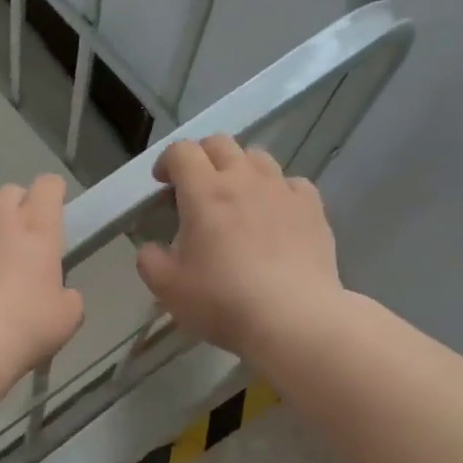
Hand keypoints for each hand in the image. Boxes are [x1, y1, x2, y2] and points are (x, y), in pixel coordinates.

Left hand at [0, 175, 84, 383]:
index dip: (51, 191)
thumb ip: (67, 297)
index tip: (53, 205)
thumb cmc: (24, 329)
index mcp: (37, 233)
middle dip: (15, 206)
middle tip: (17, 236)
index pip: (47, 188)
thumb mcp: (65, 319)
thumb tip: (61, 294)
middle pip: (7, 193)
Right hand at [135, 136, 344, 360]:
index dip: (167, 161)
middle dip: (202, 157)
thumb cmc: (222, 301)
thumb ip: (149, 260)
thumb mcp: (167, 288)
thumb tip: (151, 248)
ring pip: (258, 157)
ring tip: (236, 199)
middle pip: (220, 144)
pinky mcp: (312, 207)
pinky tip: (274, 214)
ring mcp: (282, 190)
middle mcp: (244, 179)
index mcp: (204, 192)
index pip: (182, 151)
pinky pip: (291, 183)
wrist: (292, 318)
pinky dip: (277, 191)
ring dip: (239, 169)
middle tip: (195, 187)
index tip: (162, 184)